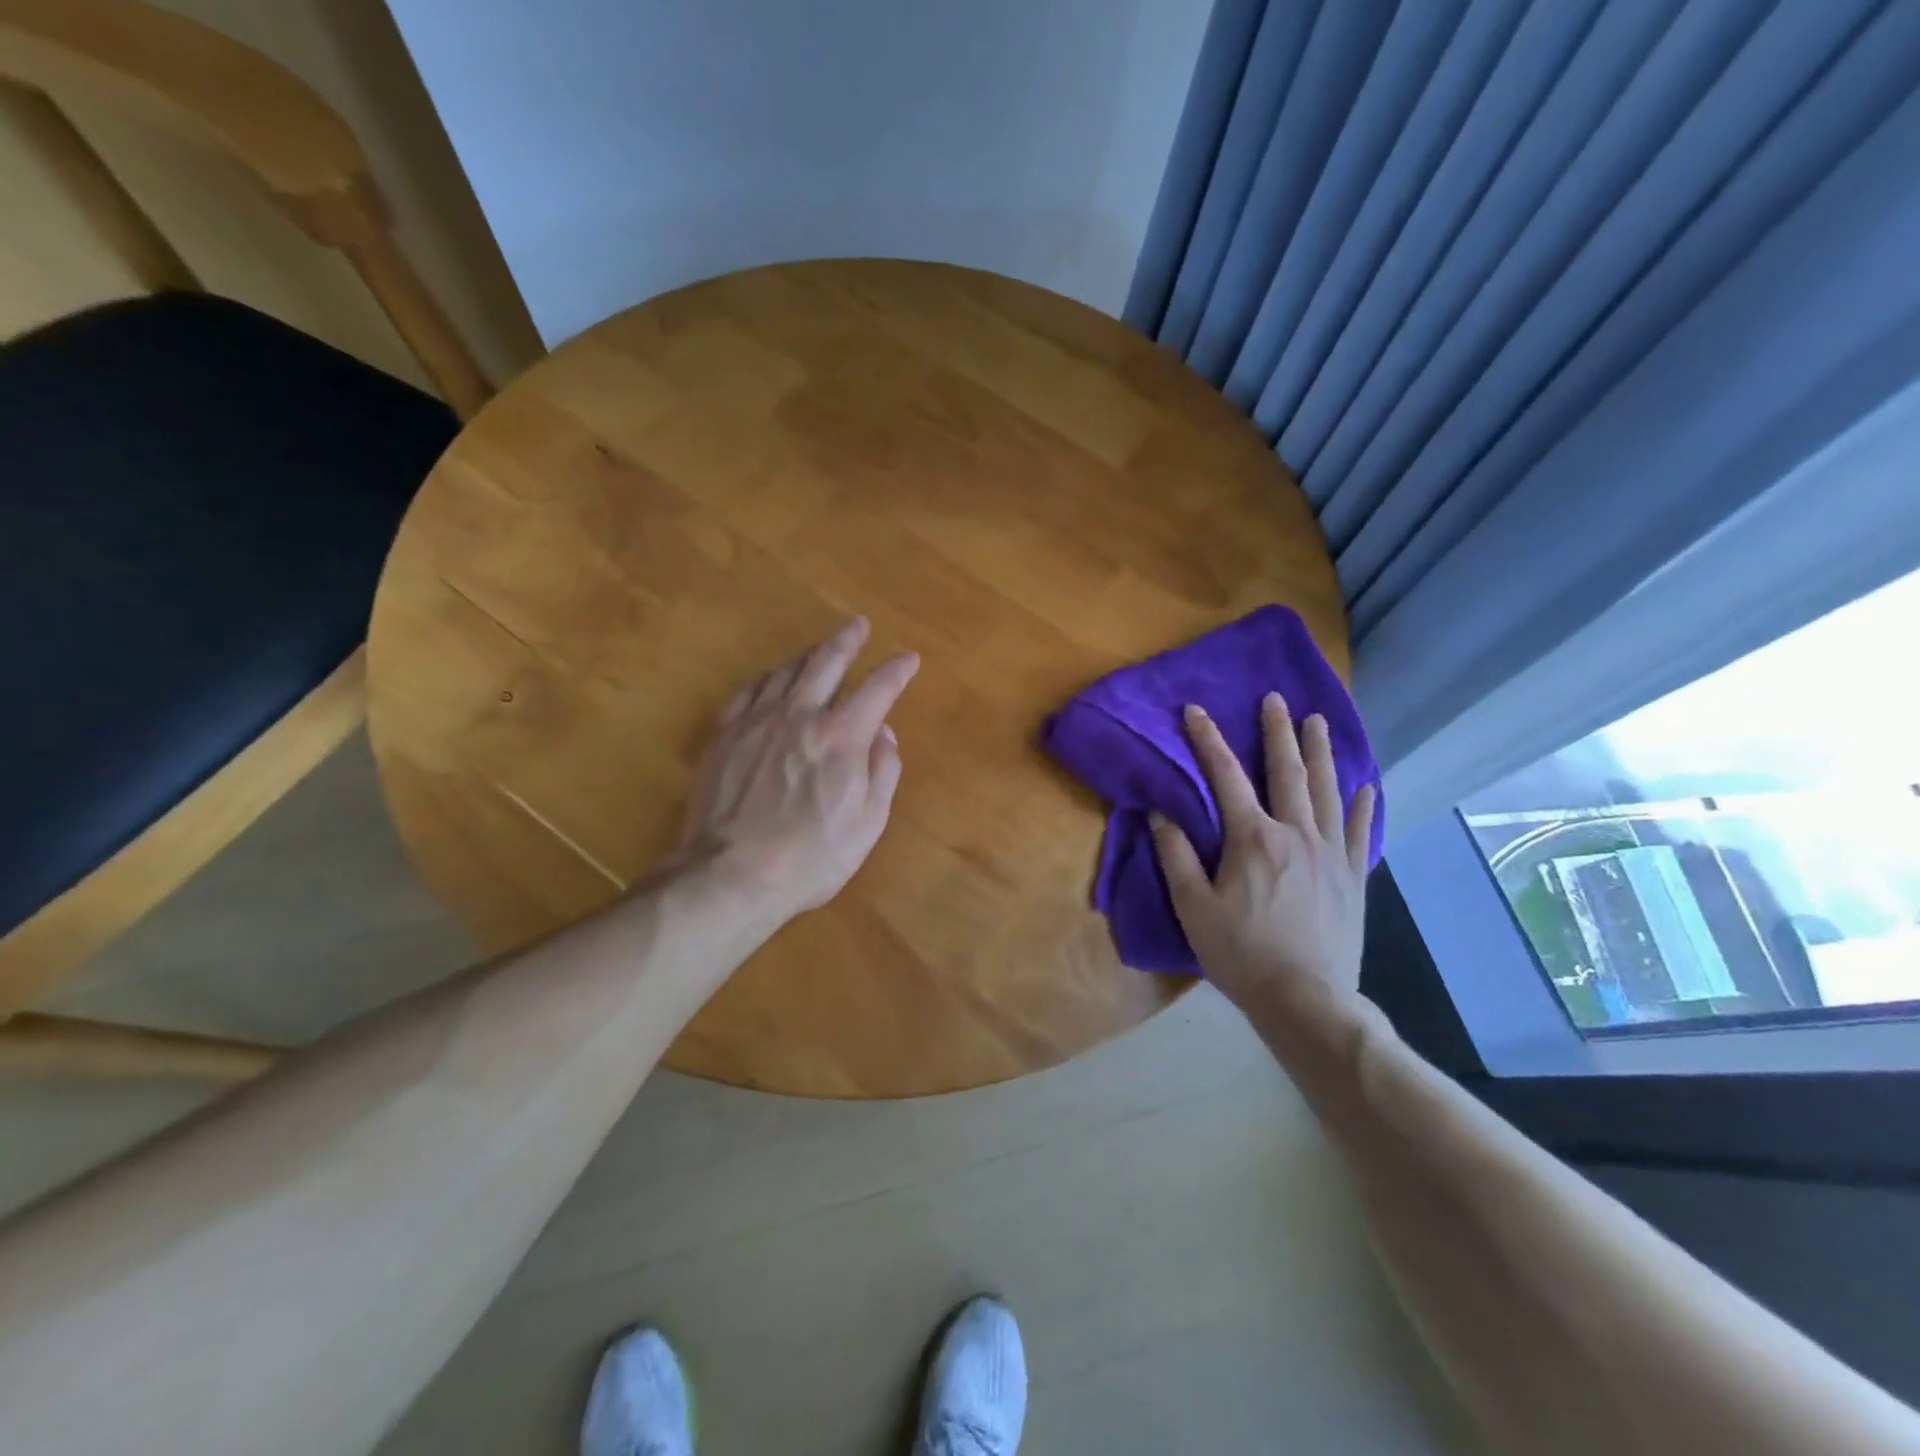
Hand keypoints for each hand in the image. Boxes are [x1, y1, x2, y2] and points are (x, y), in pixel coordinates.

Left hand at [681, 618, 918, 917]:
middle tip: (858, 625)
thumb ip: (883, 771)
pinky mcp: (725, 734)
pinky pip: (750, 691)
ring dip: (809, 655)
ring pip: (786, 671)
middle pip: (827, 662)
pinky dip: (769, 678)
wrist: (732, 874)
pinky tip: (772, 679)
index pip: (878, 688)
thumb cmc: (811, 857)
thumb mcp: (867, 823)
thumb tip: (884, 734)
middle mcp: (800, 715)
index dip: (897, 669)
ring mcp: (757, 721)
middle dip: (848, 640)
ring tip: (819, 649)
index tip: (908, 658)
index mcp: (842, 736)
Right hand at [1151, 694, 1375, 1021]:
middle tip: (1275, 700)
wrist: (1305, 999)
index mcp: (1252, 838)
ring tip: (1318, 721)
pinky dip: (1363, 804)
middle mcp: (1295, 833)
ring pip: (1327, 790)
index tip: (1195, 710)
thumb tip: (1161, 813)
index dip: (1207, 740)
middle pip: (1287, 771)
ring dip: (1321, 752)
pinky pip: (1360, 830)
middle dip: (1278, 732)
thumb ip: (1176, 856)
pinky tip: (1366, 785)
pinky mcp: (1352, 876)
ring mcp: (1331, 853)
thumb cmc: (1241, 953)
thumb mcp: (1193, 907)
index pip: (1225, 776)